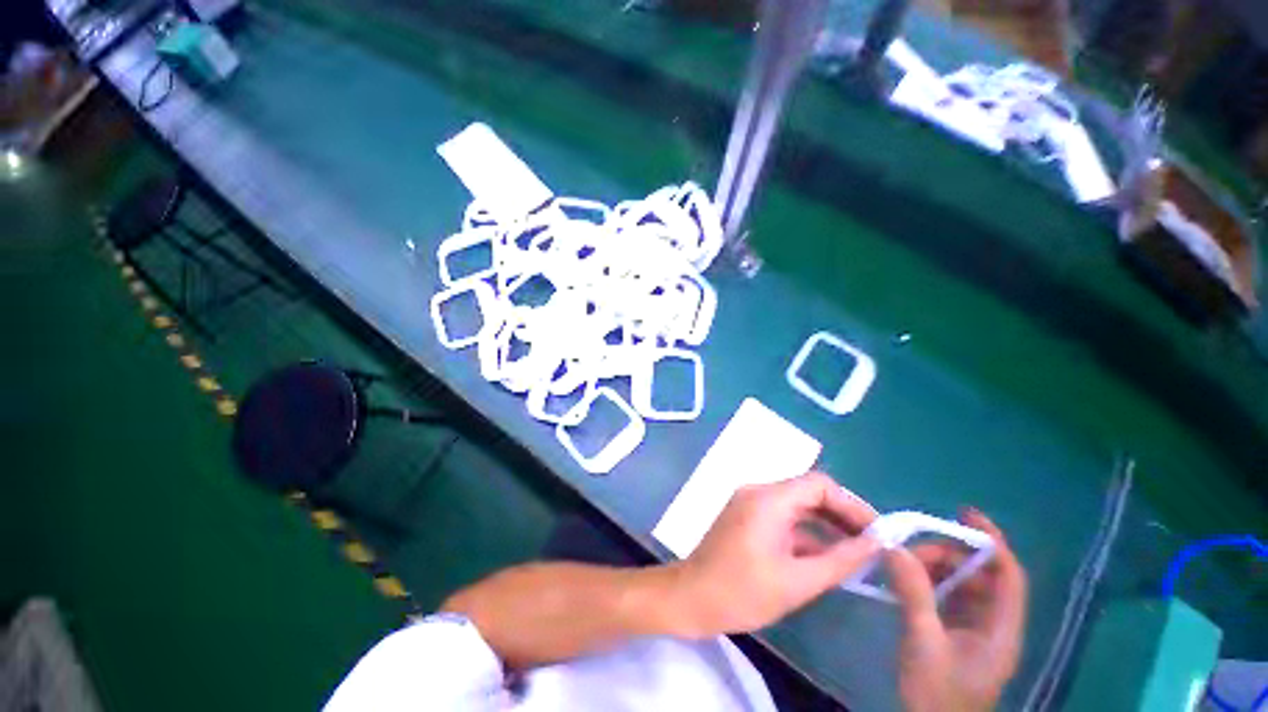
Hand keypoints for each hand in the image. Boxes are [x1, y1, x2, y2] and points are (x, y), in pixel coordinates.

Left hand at [670, 472, 880, 637]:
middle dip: (841, 516)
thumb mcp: (798, 581)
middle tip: (871, 545)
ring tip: (855, 554)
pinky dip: (804, 533)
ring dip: (824, 526)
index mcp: (769, 499)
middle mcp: (758, 492)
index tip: (876, 532)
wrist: (691, 597)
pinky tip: (824, 557)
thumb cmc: (742, 591)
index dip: (851, 504)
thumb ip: (840, 560)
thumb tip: (875, 543)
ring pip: (796, 506)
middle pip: (807, 492)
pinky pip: (782, 517)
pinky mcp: (746, 517)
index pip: (819, 484)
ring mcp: (749, 503)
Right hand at [885, 509, 1027, 711]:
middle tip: (908, 549)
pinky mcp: (956, 634)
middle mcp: (994, 624)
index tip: (963, 512)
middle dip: (947, 554)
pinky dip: (928, 583)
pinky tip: (904, 580)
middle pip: (980, 575)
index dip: (991, 540)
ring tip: (900, 564)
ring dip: (934, 568)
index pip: (1008, 574)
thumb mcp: (923, 641)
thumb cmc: (938, 692)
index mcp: (1001, 628)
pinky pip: (947, 597)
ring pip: (961, 585)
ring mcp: (975, 630)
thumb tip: (893, 547)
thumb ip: (913, 593)